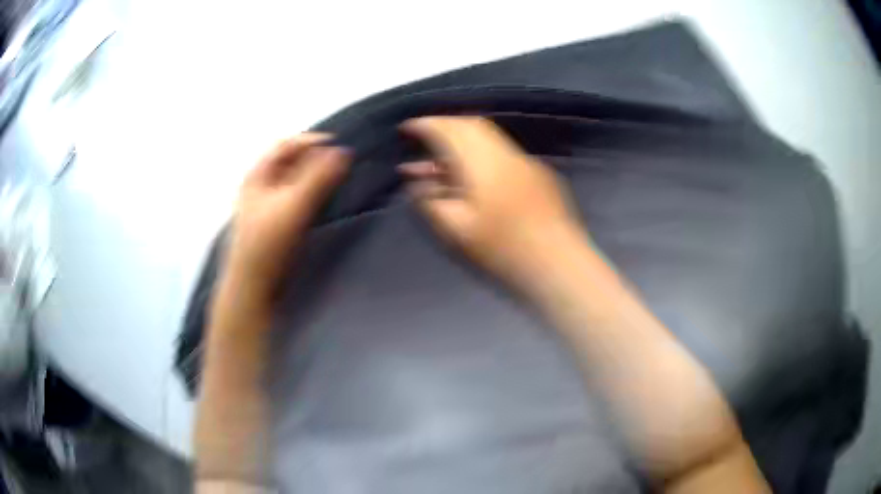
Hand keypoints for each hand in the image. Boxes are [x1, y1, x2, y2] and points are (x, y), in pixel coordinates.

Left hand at [225, 133, 349, 298]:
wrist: (252, 285)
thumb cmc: (269, 242)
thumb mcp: (294, 205)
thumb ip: (319, 177)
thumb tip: (344, 152)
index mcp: (257, 175)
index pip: (286, 145)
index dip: (312, 141)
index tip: (339, 145)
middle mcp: (259, 185)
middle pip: (289, 161)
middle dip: (315, 157)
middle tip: (340, 162)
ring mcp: (264, 204)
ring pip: (292, 179)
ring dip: (313, 174)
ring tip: (336, 178)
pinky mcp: (272, 222)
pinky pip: (293, 196)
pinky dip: (309, 191)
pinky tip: (322, 199)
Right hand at [400, 116, 583, 291]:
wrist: (557, 264)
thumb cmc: (503, 250)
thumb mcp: (455, 230)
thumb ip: (430, 202)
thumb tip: (418, 183)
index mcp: (482, 162)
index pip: (449, 130)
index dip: (426, 125)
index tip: (407, 128)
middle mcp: (505, 153)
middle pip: (471, 126)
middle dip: (445, 127)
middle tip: (424, 139)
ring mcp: (525, 163)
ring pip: (488, 138)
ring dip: (463, 142)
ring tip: (443, 163)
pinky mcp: (538, 175)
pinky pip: (502, 153)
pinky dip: (481, 154)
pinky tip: (474, 176)